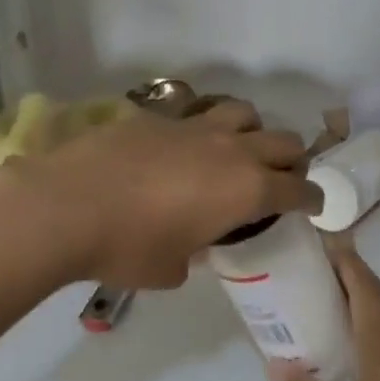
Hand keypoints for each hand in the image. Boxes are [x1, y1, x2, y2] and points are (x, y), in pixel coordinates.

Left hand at [23, 99, 317, 288]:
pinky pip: (195, 113)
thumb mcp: (172, 268)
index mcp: (246, 190)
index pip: (299, 188)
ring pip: (244, 112)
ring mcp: (194, 126)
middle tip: (279, 179)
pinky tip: (181, 149)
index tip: (313, 205)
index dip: (312, 199)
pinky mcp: (158, 116)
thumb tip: (194, 245)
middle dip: (291, 161)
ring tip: (235, 151)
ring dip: (252, 131)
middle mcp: (230, 150)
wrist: (67, 206)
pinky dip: (203, 129)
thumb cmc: (127, 248)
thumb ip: (196, 253)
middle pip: (283, 141)